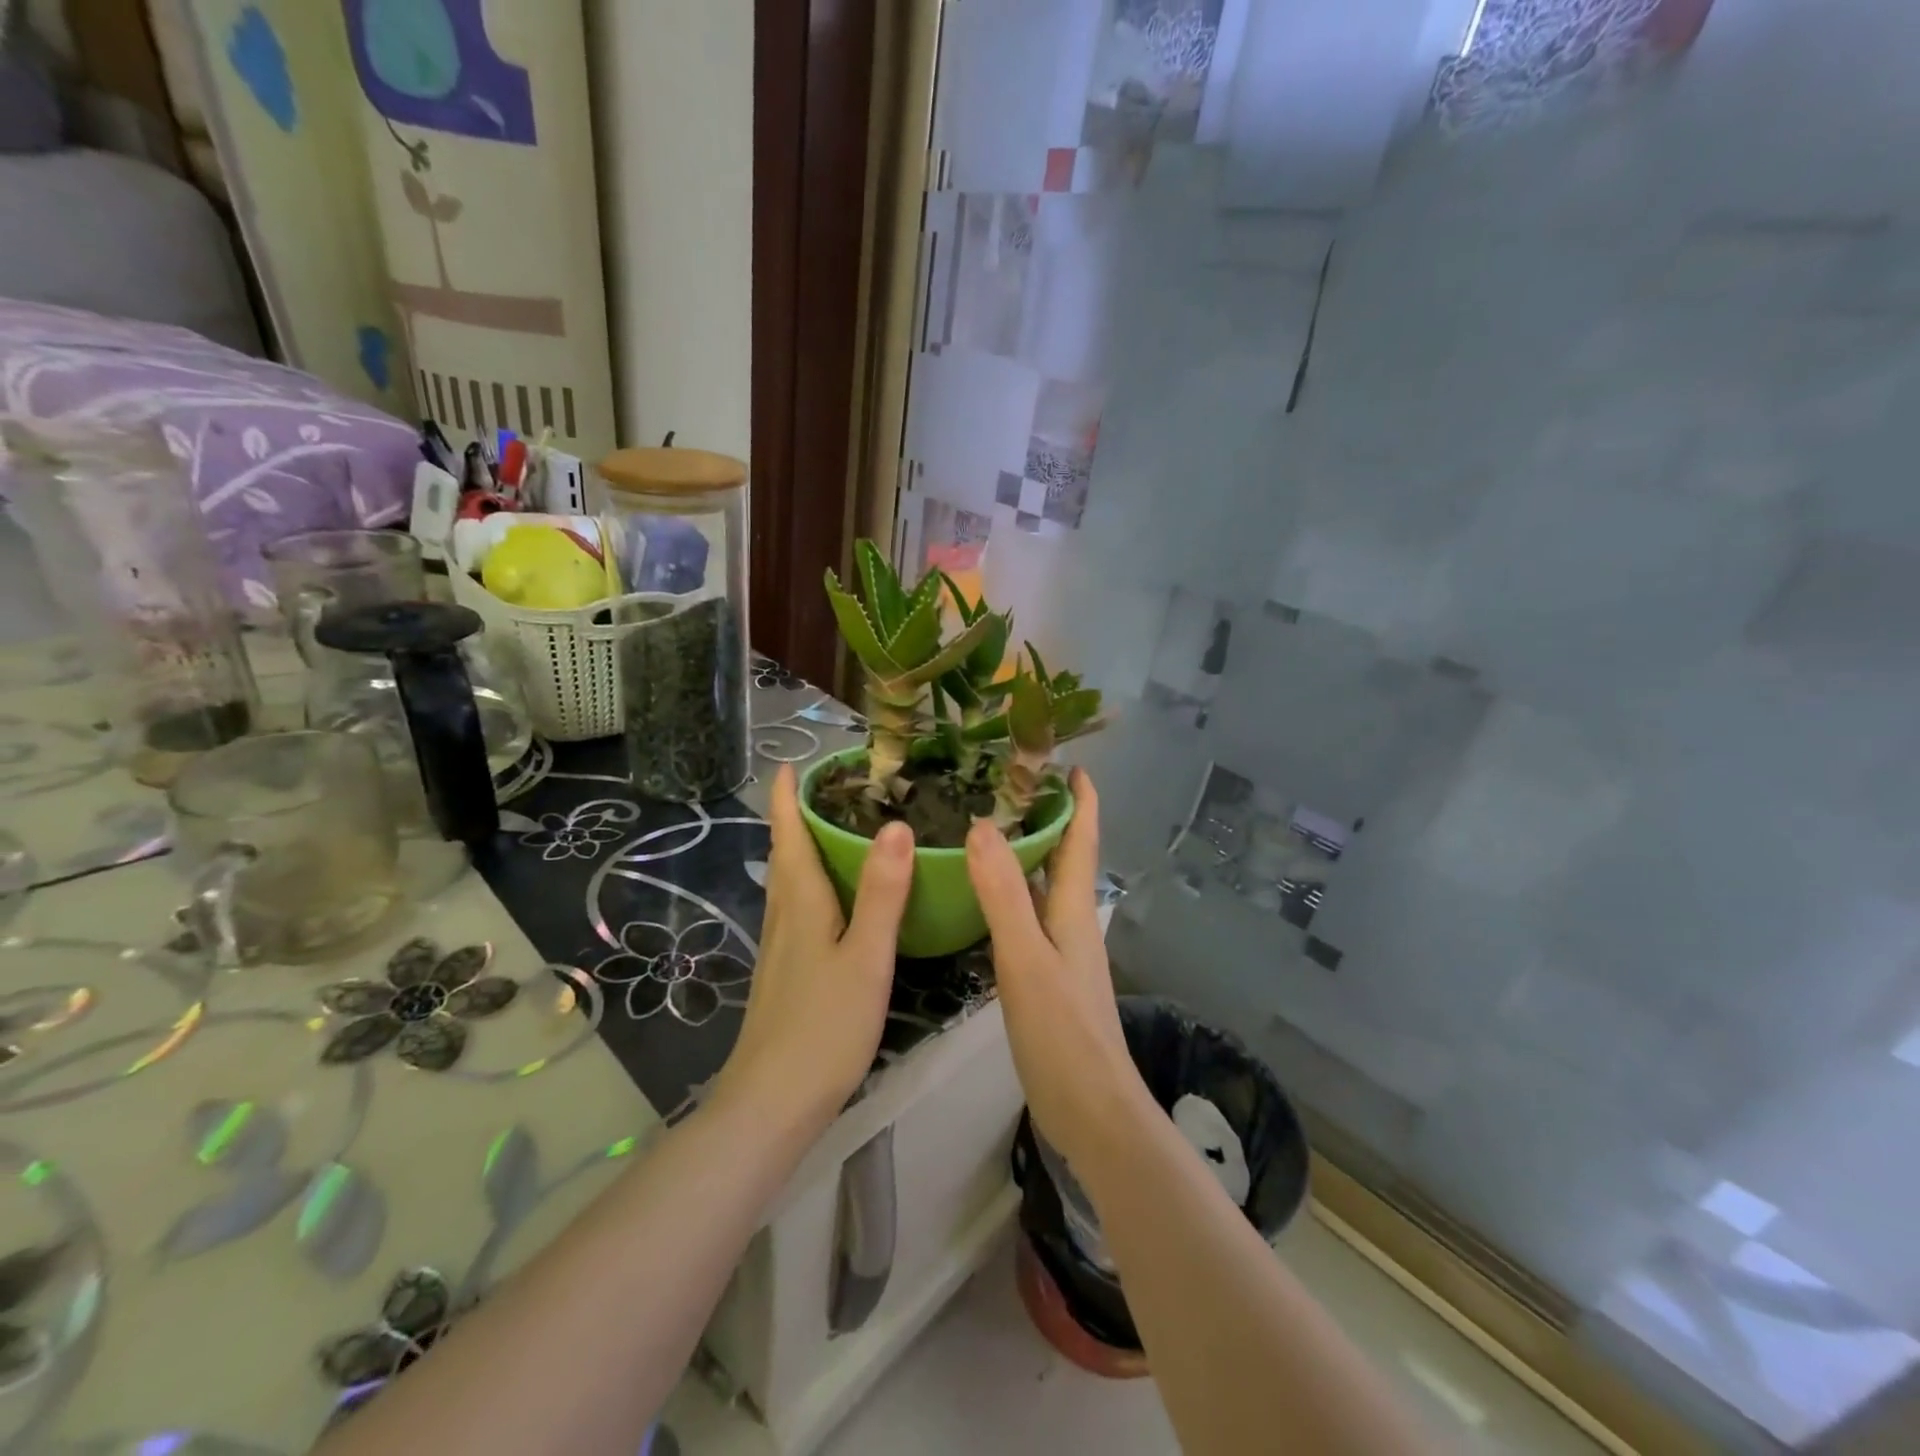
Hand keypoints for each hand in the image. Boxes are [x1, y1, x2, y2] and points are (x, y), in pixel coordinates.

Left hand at [714, 765, 913, 1134]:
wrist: (773, 1102)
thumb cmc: (823, 1026)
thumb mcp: (865, 957)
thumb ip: (882, 893)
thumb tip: (896, 826)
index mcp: (800, 901)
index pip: (787, 833)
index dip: (787, 796)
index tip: (794, 762)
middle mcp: (784, 914)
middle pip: (785, 852)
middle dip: (798, 815)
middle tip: (833, 787)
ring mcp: (781, 945)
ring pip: (790, 880)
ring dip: (804, 846)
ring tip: (838, 827)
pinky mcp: (787, 970)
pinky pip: (799, 906)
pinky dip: (814, 881)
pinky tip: (838, 896)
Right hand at [966, 770, 1150, 1168]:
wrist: (1091, 1112)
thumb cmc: (1063, 1032)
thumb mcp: (1026, 959)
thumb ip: (1003, 895)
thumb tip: (980, 827)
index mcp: (1073, 910)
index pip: (1081, 840)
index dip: (1080, 800)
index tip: (1069, 762)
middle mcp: (1071, 922)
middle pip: (1062, 857)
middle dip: (1045, 818)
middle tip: (1005, 784)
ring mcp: (1059, 951)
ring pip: (1042, 887)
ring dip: (1025, 855)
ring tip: (985, 827)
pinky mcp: (1045, 977)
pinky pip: (1027, 917)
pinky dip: (1009, 894)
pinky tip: (981, 896)